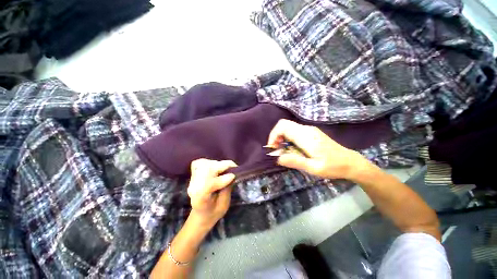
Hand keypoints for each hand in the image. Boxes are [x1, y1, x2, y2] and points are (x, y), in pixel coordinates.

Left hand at [187, 159, 236, 228]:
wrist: (200, 213)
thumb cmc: (213, 212)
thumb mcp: (224, 205)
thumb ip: (227, 190)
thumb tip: (232, 174)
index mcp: (200, 199)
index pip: (208, 185)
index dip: (222, 179)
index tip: (233, 177)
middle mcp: (194, 187)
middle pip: (207, 170)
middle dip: (223, 166)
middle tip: (233, 169)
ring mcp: (192, 179)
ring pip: (205, 164)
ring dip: (218, 164)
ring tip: (225, 169)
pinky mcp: (194, 174)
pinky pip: (200, 162)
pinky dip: (209, 162)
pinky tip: (216, 167)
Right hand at [267, 119, 370, 179]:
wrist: (350, 162)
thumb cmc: (333, 166)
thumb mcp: (313, 168)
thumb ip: (295, 161)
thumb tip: (277, 158)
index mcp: (306, 136)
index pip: (283, 127)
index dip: (273, 135)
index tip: (272, 148)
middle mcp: (306, 129)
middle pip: (284, 124)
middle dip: (275, 136)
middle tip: (276, 149)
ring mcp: (309, 130)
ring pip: (288, 127)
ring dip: (281, 137)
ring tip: (282, 150)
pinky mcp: (311, 132)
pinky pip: (294, 130)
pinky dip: (287, 137)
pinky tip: (291, 148)